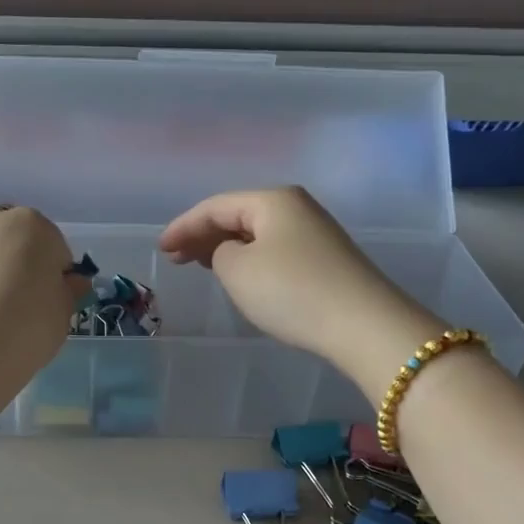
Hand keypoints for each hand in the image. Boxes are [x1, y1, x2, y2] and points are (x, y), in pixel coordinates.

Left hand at [0, 204, 87, 377]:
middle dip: (13, 254)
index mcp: (31, 226)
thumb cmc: (25, 328)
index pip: (52, 243)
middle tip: (14, 295)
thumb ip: (67, 292)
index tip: (49, 298)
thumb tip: (72, 282)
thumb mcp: (62, 315)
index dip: (53, 271)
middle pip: (7, 231)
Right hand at [158, 187, 443, 397]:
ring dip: (226, 247)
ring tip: (201, 264)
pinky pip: (274, 250)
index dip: (184, 226)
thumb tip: (231, 253)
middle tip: (177, 257)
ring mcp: (315, 233)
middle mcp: (296, 207)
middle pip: (238, 215)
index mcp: (272, 200)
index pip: (215, 206)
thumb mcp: (238, 270)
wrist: (362, 324)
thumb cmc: (291, 291)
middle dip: (203, 235)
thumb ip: (219, 253)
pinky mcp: (326, 260)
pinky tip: (241, 275)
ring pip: (257, 234)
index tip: (161, 248)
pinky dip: (249, 259)